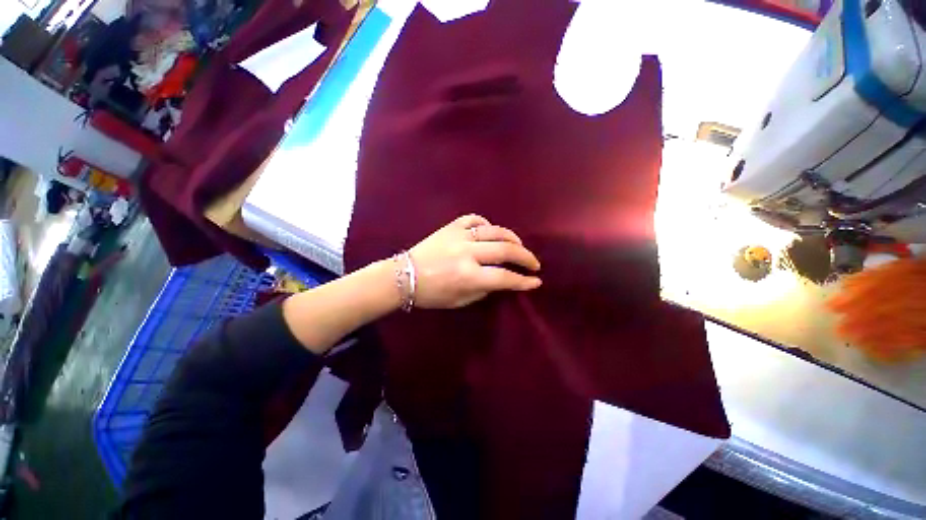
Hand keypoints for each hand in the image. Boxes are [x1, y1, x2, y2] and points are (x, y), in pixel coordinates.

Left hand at [409, 214, 541, 308]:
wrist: (404, 276)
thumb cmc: (432, 294)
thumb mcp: (460, 300)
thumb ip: (484, 289)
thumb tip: (503, 280)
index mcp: (468, 276)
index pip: (504, 277)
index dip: (523, 281)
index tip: (536, 281)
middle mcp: (466, 253)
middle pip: (505, 250)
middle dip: (525, 257)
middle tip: (534, 263)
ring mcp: (459, 236)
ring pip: (494, 231)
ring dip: (512, 238)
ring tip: (520, 245)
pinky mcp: (451, 227)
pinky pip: (474, 219)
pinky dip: (486, 224)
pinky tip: (491, 231)